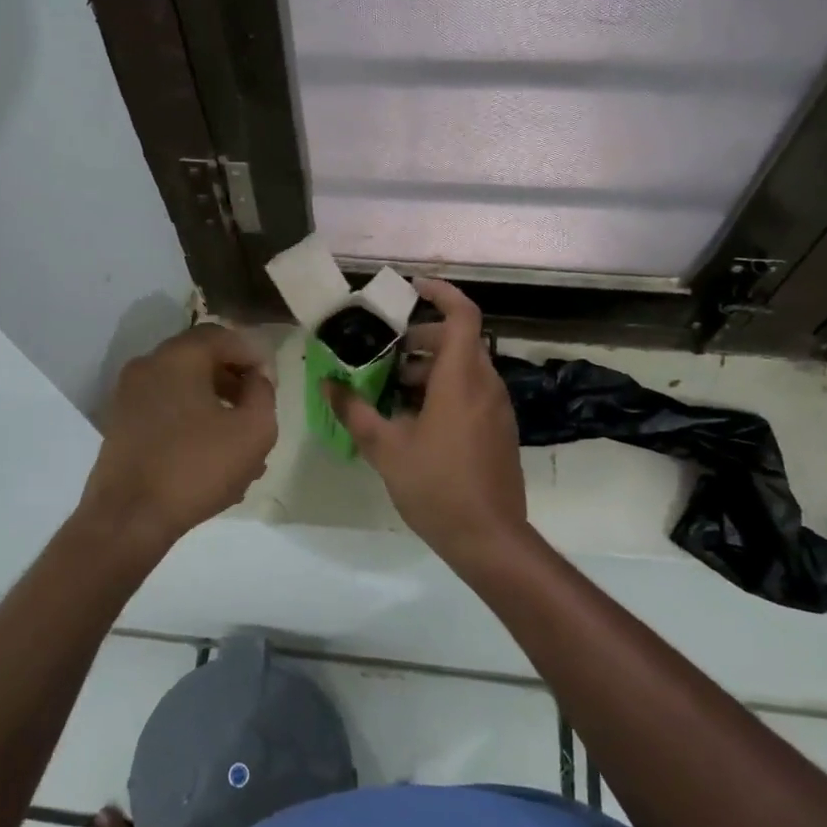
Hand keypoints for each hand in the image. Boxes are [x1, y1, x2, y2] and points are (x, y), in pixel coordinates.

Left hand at [78, 323, 277, 553]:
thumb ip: (263, 393)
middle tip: (257, 408)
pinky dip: (191, 421)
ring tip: (240, 441)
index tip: (271, 384)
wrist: (128, 518)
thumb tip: (256, 378)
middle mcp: (148, 366)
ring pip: (184, 388)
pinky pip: (166, 410)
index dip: (253, 355)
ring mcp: (129, 396)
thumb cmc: (197, 468)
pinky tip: (212, 456)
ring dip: (215, 405)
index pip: (223, 336)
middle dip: (234, 381)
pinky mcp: (121, 425)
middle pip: (201, 360)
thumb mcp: (254, 430)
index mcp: (178, 357)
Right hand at [325, 279, 526, 560]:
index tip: (413, 288)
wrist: (489, 538)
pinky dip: (446, 388)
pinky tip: (416, 418)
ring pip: (465, 367)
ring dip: (431, 366)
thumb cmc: (436, 486)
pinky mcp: (499, 429)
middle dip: (423, 336)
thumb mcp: (385, 448)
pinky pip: (472, 391)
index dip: (441, 293)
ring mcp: (497, 408)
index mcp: (461, 379)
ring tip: (394, 386)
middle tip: (388, 349)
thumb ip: (354, 411)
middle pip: (459, 339)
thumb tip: (327, 384)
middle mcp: (485, 384)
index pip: (462, 314)